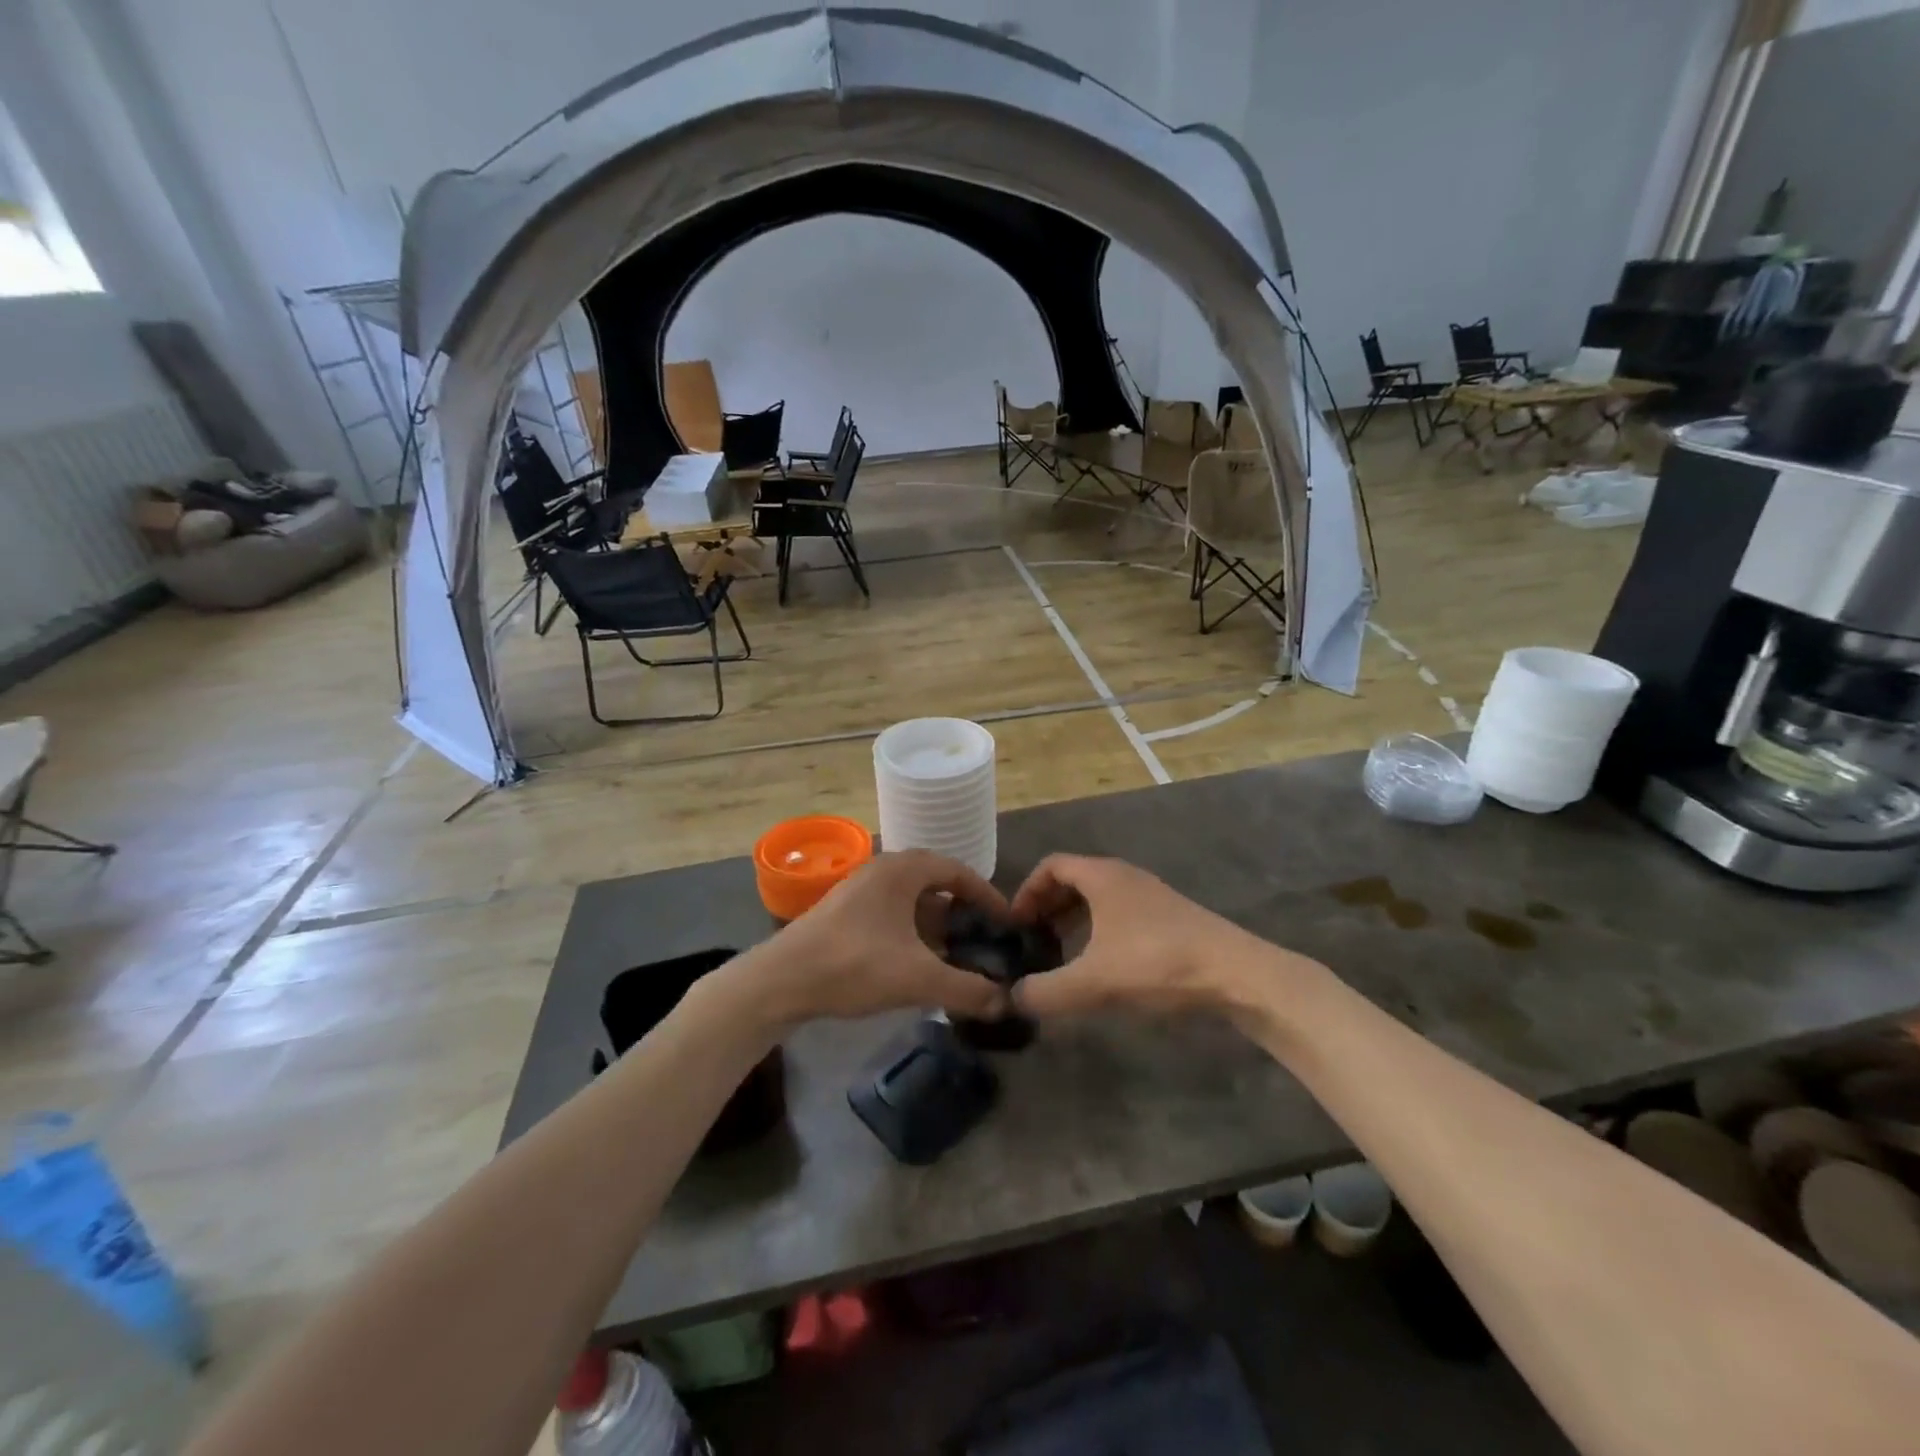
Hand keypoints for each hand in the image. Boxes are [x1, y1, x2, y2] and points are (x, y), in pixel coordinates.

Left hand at [745, 851, 1012, 1025]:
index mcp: (903, 869)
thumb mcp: (918, 978)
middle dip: (962, 914)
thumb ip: (967, 989)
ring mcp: (860, 890)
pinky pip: (892, 914)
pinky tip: (917, 965)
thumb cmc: (854, 964)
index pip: (958, 871)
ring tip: (955, 958)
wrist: (780, 981)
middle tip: (983, 941)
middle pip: (936, 885)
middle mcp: (883, 870)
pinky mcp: (844, 912)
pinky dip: (912, 934)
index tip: (1006, 923)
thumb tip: (1007, 1002)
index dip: (987, 896)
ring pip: (912, 902)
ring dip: (936, 926)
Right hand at [1008, 854, 1294, 1017]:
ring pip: (1099, 897)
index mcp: (1102, 876)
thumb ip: (1047, 991)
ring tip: (1062, 954)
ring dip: (1074, 919)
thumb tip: (1013, 997)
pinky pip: (1120, 913)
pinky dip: (1099, 930)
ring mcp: (1150, 895)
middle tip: (1034, 940)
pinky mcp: (1169, 917)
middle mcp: (1125, 876)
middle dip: (1048, 906)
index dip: (1027, 890)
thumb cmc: (1157, 963)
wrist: (1235, 973)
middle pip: (1074, 879)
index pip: (1052, 865)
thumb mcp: (1094, 982)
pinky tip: (1101, 965)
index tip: (1016, 924)